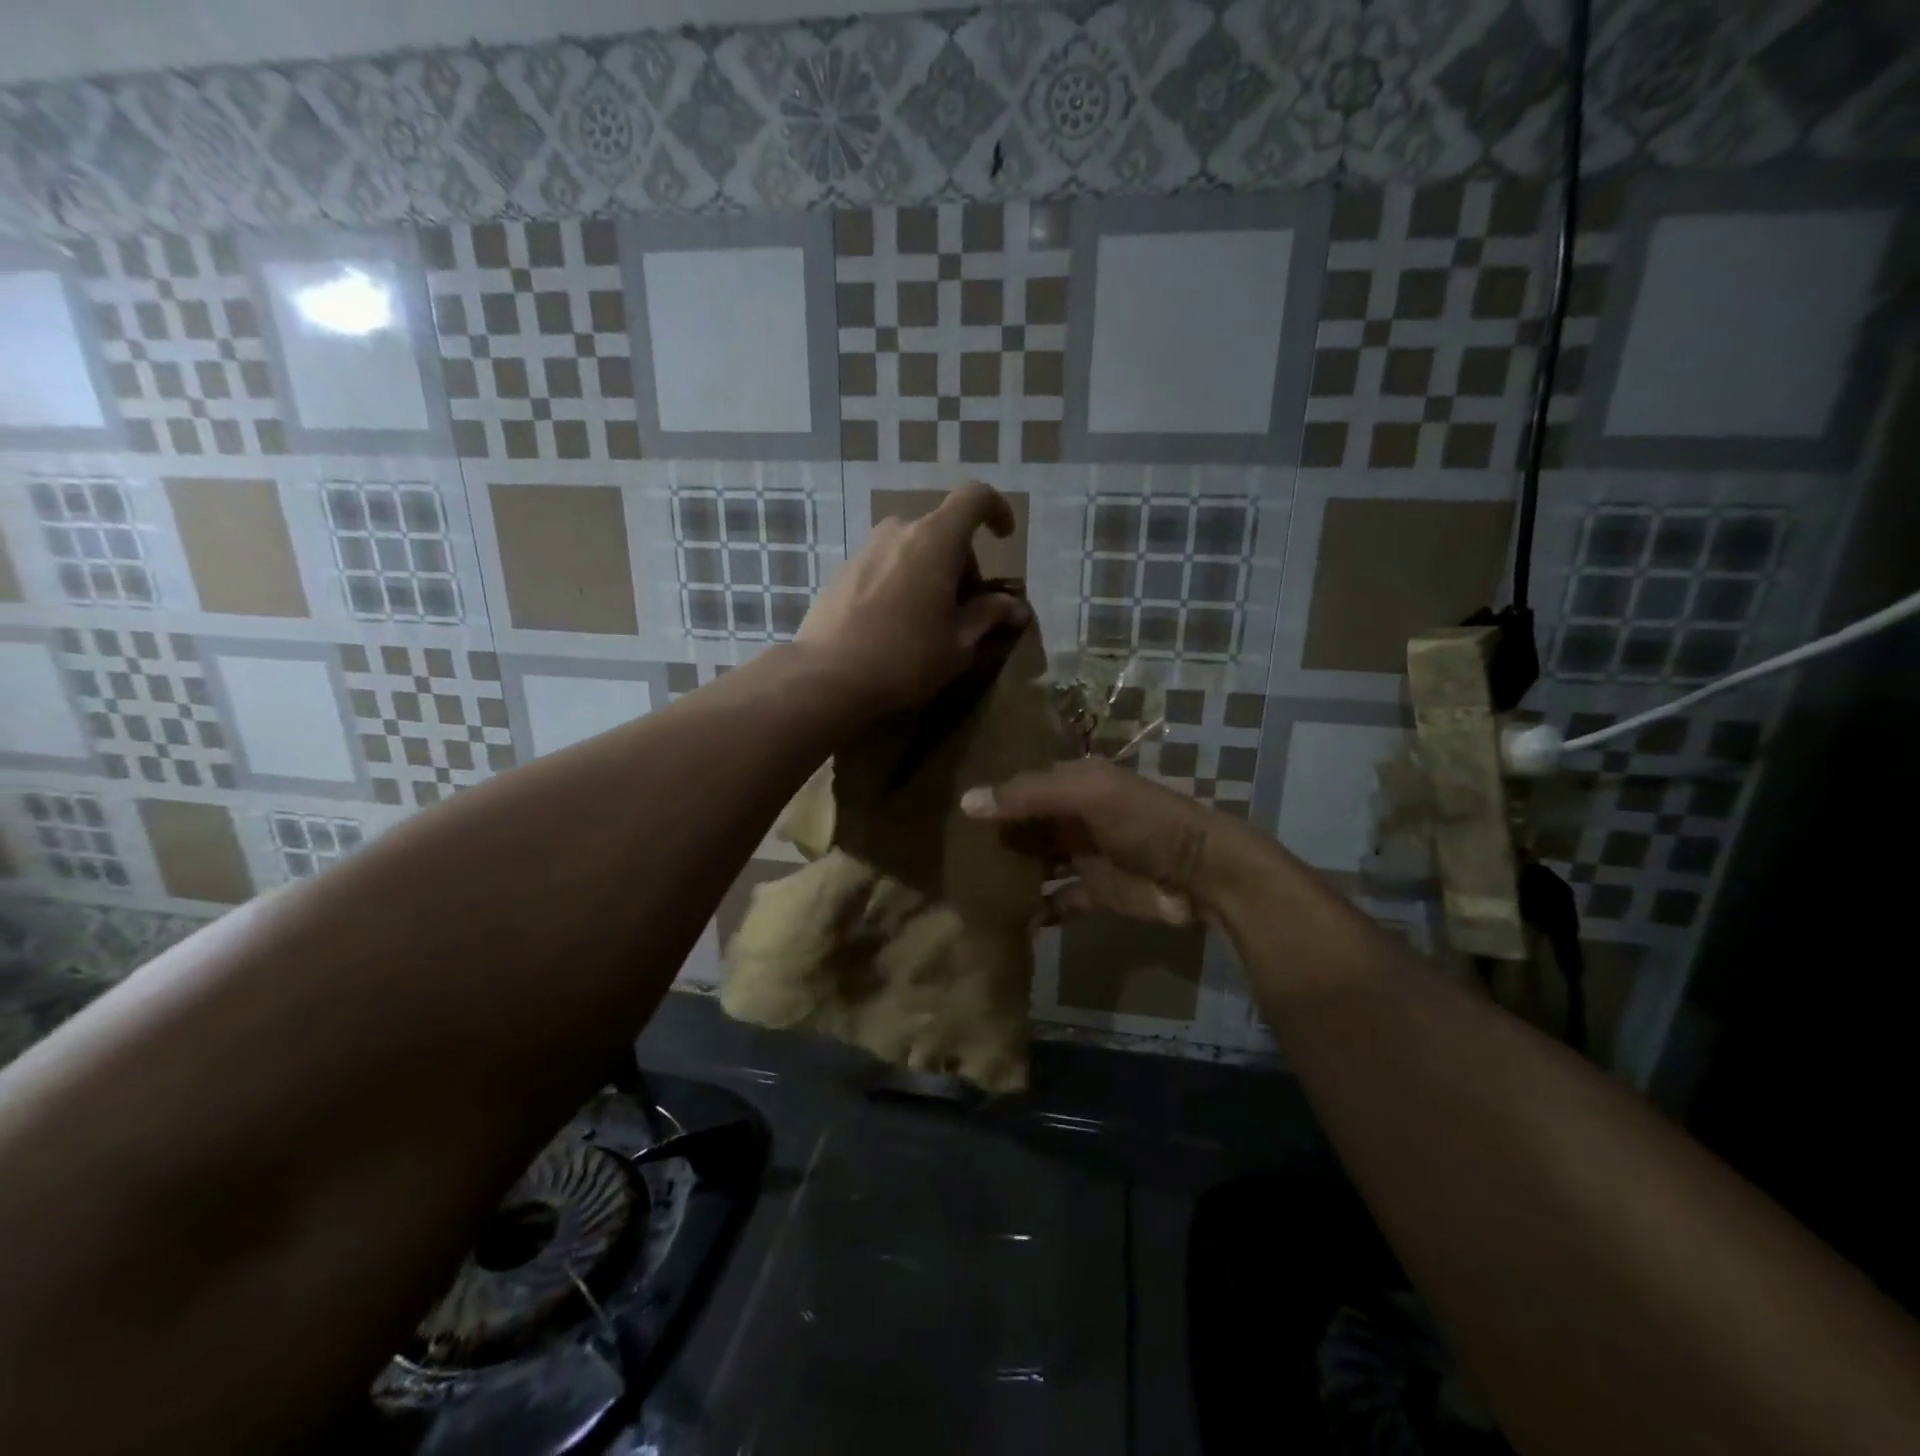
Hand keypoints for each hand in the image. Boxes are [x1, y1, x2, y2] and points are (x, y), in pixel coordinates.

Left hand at [796, 481, 1029, 718]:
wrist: (827, 676)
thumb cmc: (906, 658)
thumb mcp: (959, 643)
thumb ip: (989, 615)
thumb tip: (1016, 607)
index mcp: (935, 540)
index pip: (974, 498)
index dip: (996, 510)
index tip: (1004, 538)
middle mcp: (899, 531)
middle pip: (943, 531)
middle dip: (962, 563)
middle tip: (965, 609)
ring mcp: (866, 548)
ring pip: (913, 548)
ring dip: (931, 572)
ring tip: (929, 619)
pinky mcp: (844, 570)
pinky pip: (887, 564)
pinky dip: (903, 581)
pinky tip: (896, 624)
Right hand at [961, 758, 1267, 926]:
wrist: (1205, 875)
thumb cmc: (1145, 824)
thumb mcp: (1089, 796)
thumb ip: (1029, 796)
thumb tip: (966, 802)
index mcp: (1076, 784)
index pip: (1024, 784)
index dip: (992, 793)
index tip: (946, 806)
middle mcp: (1076, 817)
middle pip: (1027, 825)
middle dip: (995, 837)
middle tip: (946, 852)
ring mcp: (1086, 856)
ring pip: (1038, 862)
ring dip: (1011, 873)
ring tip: (966, 887)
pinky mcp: (1097, 894)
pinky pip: (1058, 901)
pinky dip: (1036, 911)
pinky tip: (1006, 921)